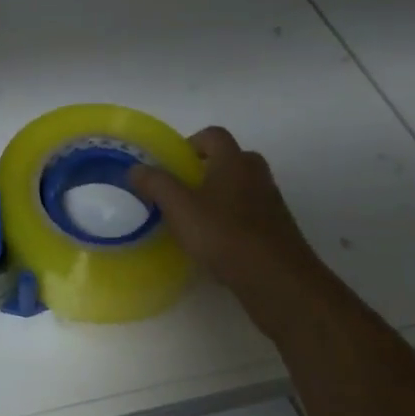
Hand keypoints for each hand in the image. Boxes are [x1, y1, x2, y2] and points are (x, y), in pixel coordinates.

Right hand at [129, 128, 330, 330]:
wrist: (277, 280)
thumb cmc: (224, 235)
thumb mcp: (179, 207)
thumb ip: (156, 183)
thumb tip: (137, 168)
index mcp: (233, 161)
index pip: (213, 135)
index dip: (191, 143)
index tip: (173, 163)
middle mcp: (256, 175)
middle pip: (230, 159)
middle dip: (206, 169)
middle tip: (183, 189)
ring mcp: (272, 203)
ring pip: (242, 188)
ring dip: (221, 196)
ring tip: (196, 219)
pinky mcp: (278, 230)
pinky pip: (251, 214)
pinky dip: (234, 220)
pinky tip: (217, 244)